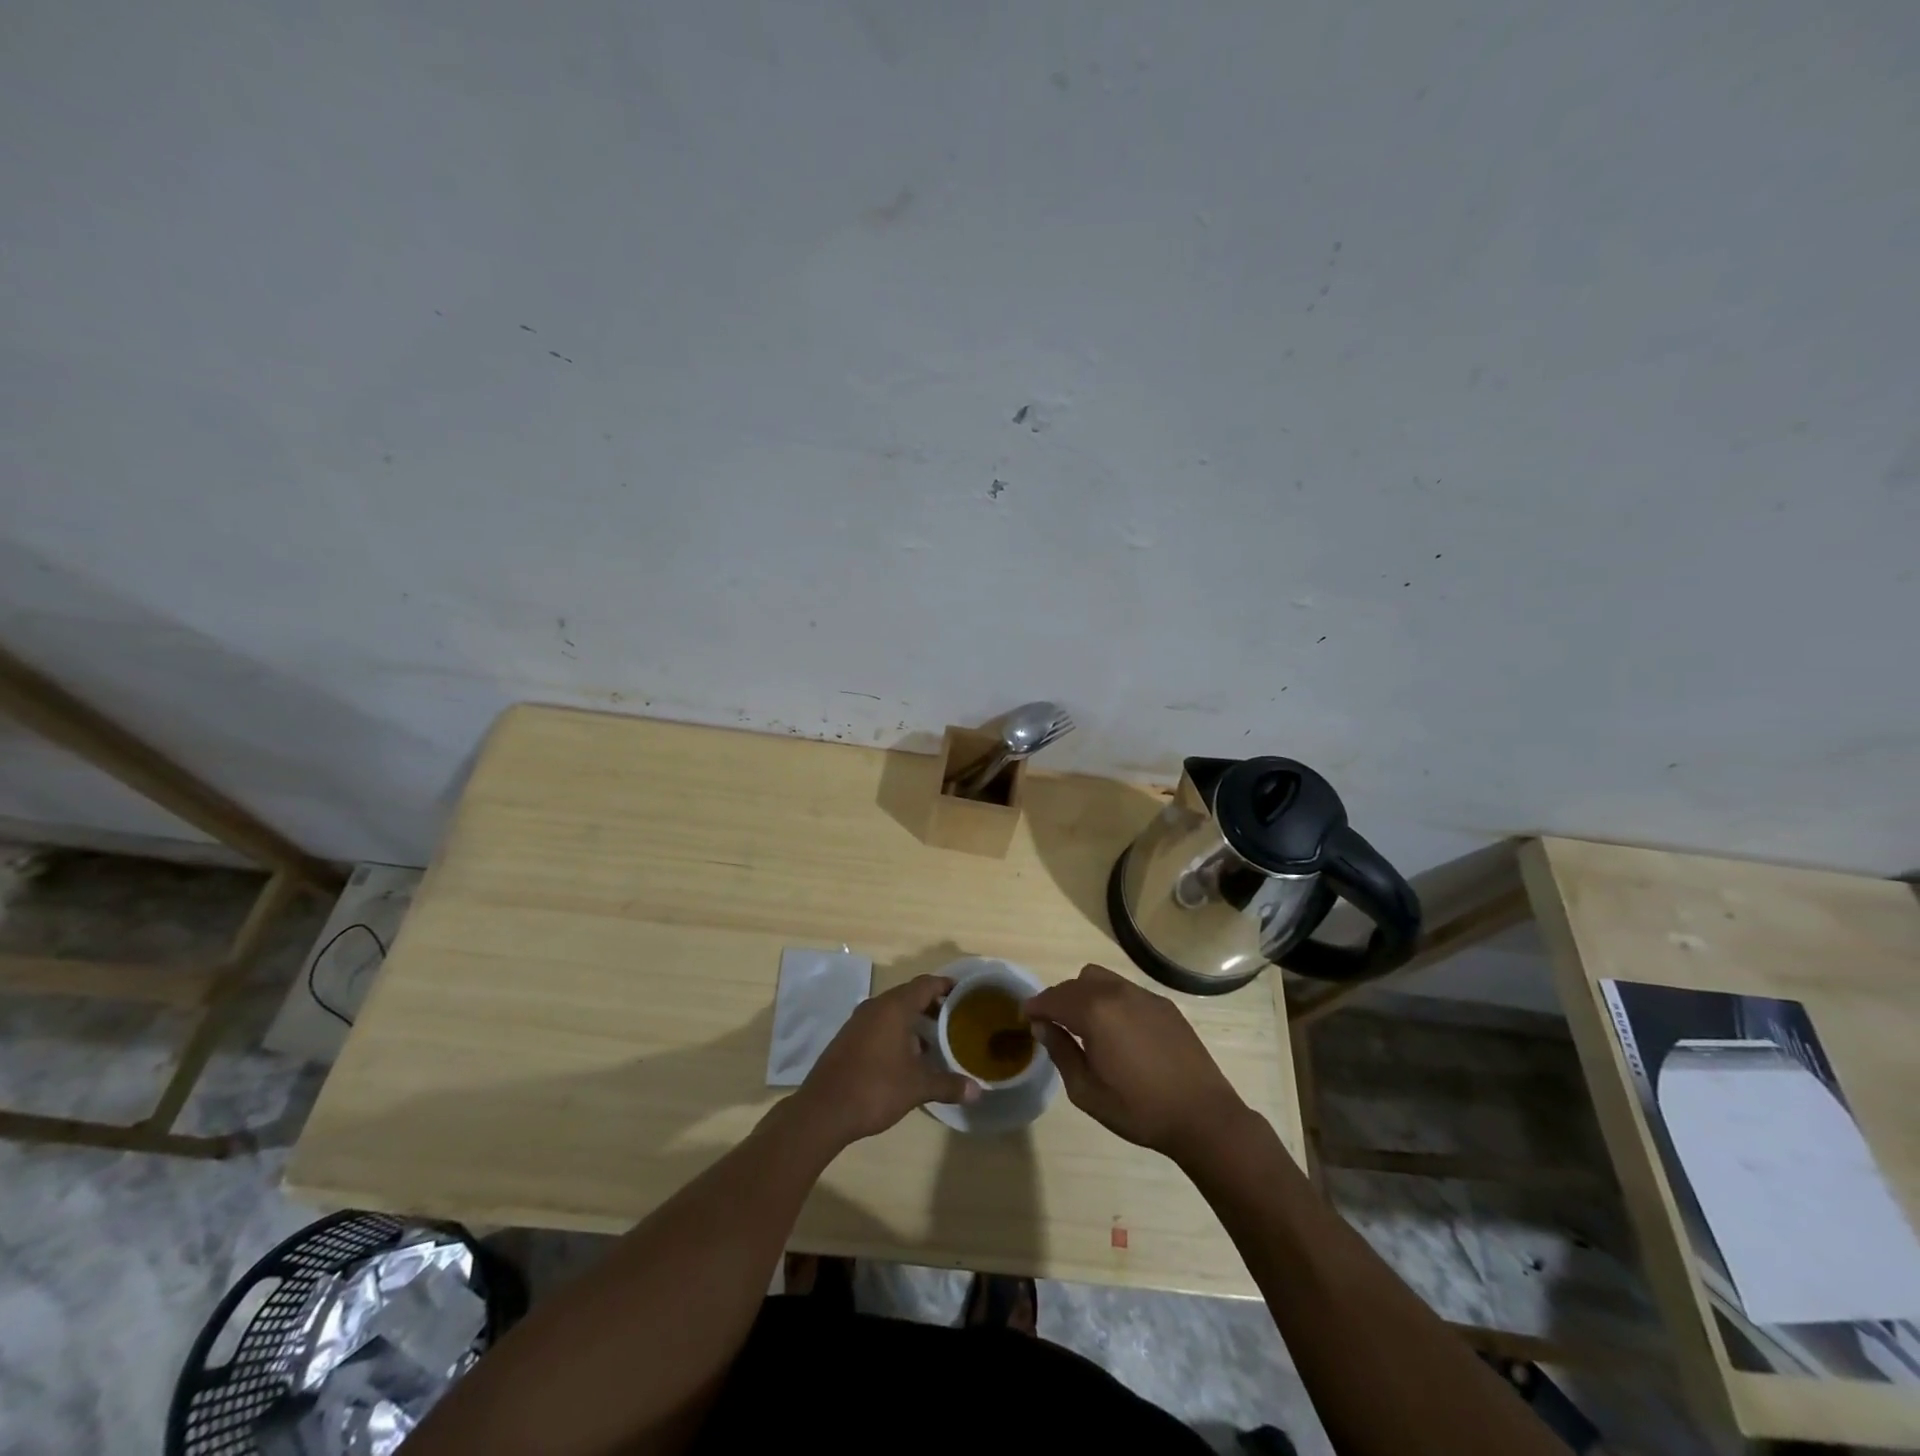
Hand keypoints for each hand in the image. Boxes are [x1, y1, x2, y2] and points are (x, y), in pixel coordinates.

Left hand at [792, 974, 979, 1146]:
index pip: (926, 984)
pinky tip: (907, 1056)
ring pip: (892, 1010)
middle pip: (909, 995)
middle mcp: (876, 1007)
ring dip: (913, 1020)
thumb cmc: (875, 1089)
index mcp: (894, 1007)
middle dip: (932, 1004)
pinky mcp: (848, 1038)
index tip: (964, 993)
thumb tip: (978, 1091)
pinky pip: (879, 1024)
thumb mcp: (917, 1087)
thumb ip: (948, 1085)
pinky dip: (896, 1031)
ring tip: (935, 1039)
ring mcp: (858, 1022)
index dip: (946, 986)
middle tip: (954, 1019)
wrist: (823, 1110)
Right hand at [1025, 964, 1247, 1159]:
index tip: (1025, 1016)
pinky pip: (1125, 990)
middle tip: (1052, 1023)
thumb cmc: (1139, 1109)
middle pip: (1076, 983)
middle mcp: (1117, 993)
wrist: (1203, 1116)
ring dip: (1084, 994)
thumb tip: (1043, 1027)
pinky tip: (1117, 1029)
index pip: (1054, 998)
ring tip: (1084, 1023)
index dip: (1035, 1006)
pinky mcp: (1164, 1004)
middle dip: (1059, 999)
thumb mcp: (1087, 1091)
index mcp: (1095, 1013)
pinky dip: (1110, 999)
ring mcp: (1144, 995)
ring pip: (1101, 978)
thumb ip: (1061, 1052)